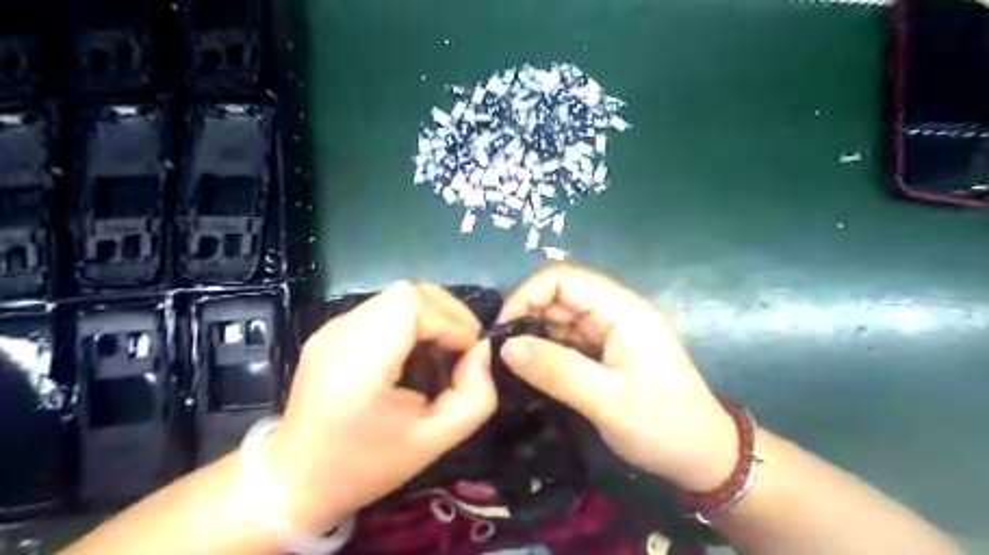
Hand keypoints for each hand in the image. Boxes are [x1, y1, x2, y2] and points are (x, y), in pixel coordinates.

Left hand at [265, 282, 494, 533]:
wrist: (294, 480)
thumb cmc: (365, 466)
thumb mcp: (435, 441)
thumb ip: (475, 396)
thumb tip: (482, 351)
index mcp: (359, 362)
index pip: (412, 303)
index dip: (451, 320)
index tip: (469, 352)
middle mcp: (340, 333)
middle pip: (407, 292)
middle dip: (447, 313)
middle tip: (463, 347)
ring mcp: (331, 328)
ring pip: (396, 297)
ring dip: (430, 316)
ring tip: (442, 349)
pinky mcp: (331, 331)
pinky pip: (382, 309)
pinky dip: (410, 321)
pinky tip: (414, 352)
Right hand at [498, 267, 736, 491]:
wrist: (705, 456)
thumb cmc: (663, 426)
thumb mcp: (607, 401)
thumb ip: (556, 370)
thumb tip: (505, 347)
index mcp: (621, 310)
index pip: (564, 278)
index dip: (527, 294)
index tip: (502, 329)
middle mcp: (615, 311)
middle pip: (560, 294)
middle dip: (526, 315)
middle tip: (499, 351)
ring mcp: (612, 330)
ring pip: (562, 316)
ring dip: (534, 332)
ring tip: (509, 361)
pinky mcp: (608, 349)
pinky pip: (569, 337)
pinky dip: (547, 348)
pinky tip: (531, 367)